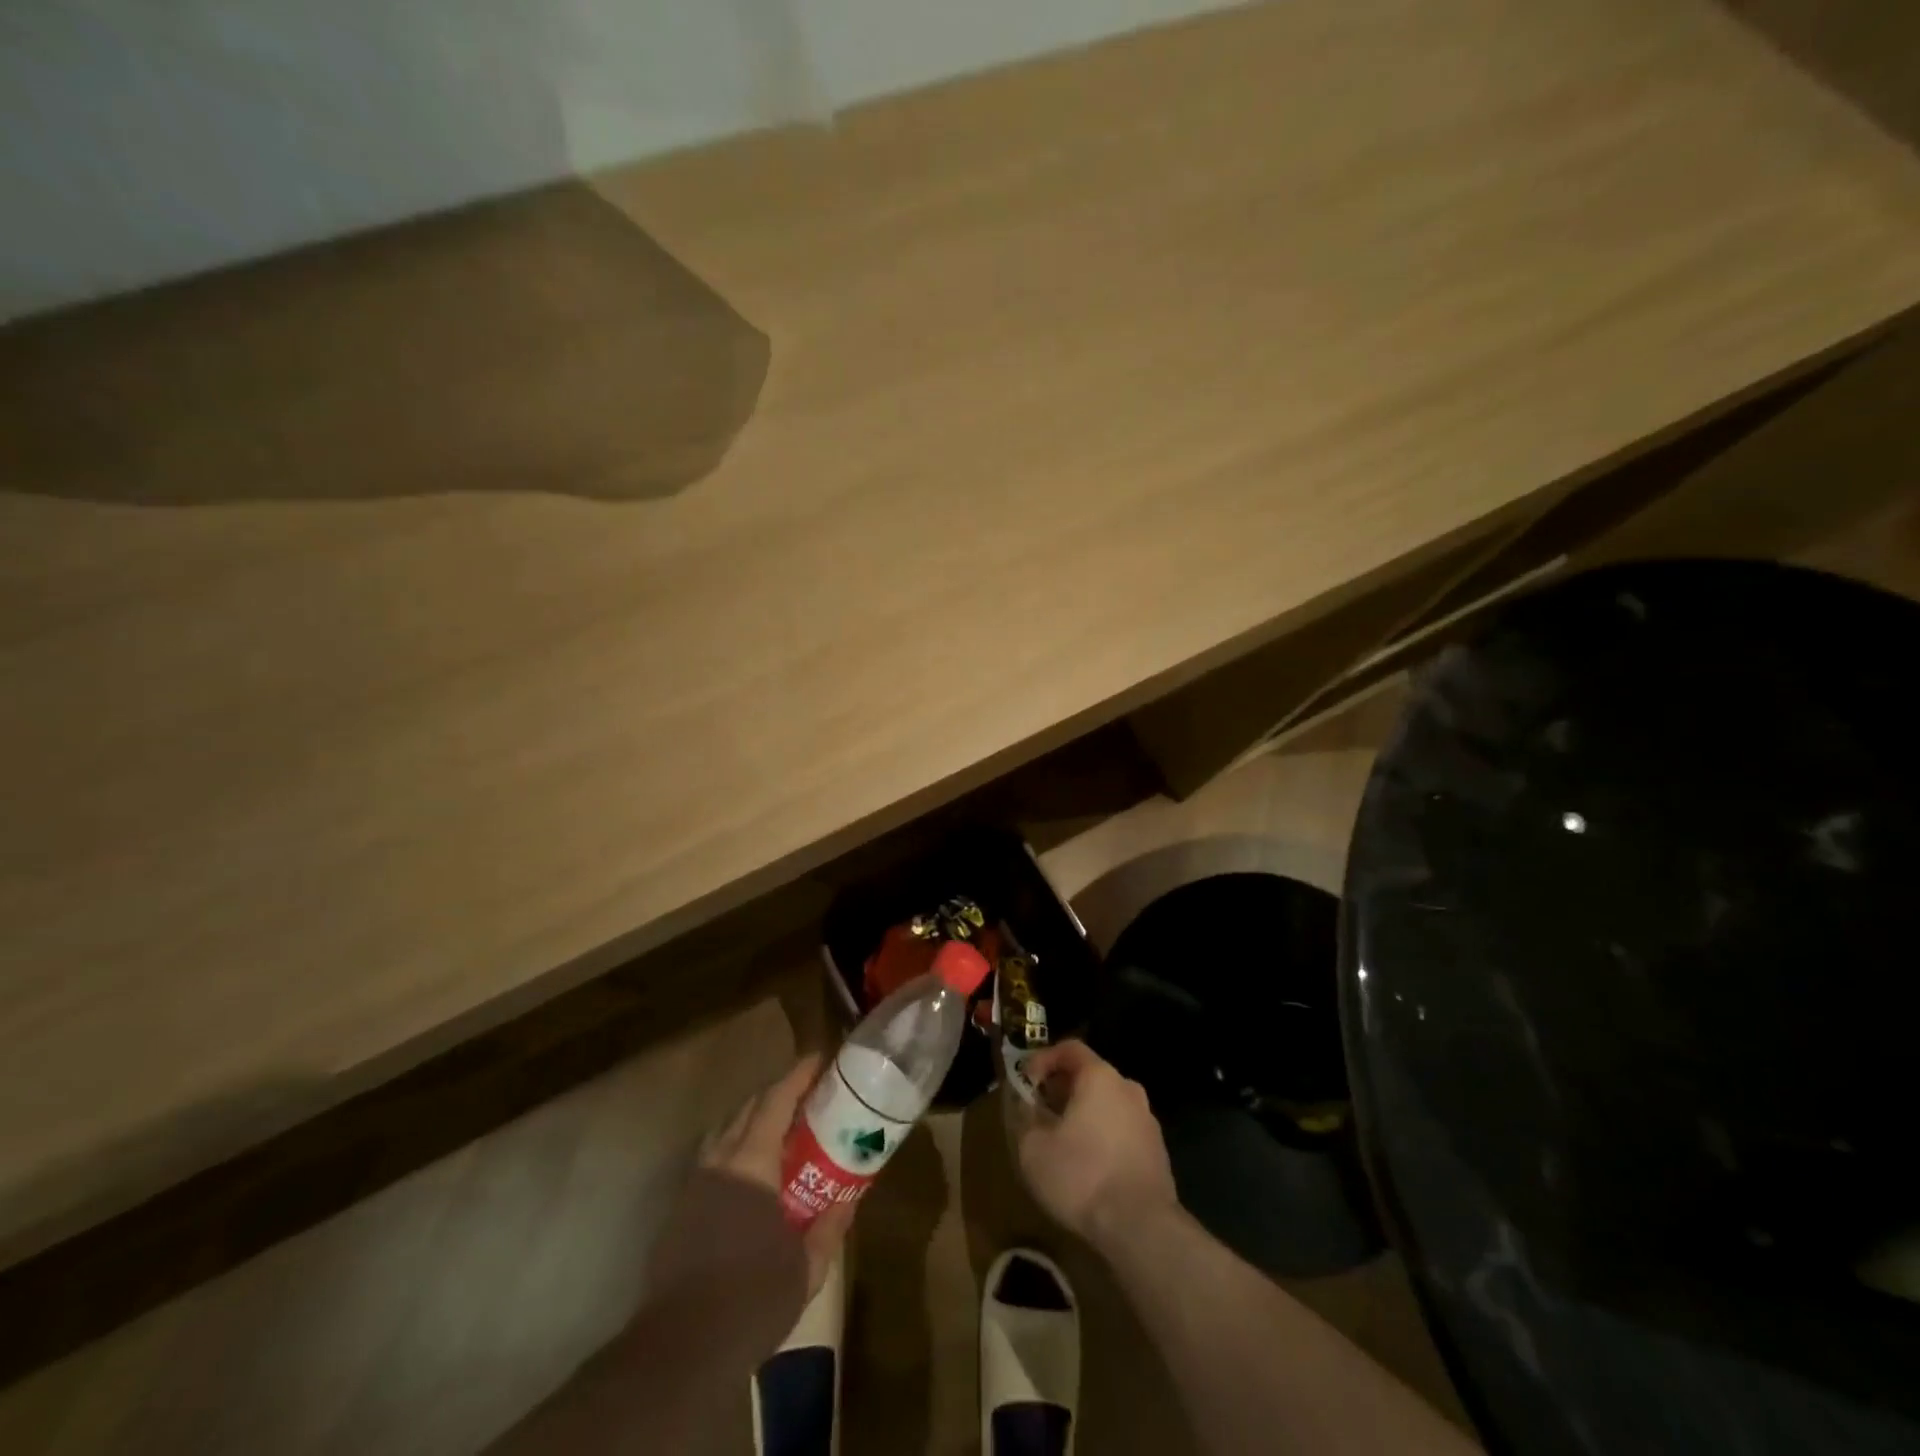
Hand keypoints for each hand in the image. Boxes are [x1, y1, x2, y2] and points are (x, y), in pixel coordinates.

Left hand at [701, 1054, 854, 1296]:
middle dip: (775, 1095)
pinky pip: (710, 1161)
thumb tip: (851, 1197)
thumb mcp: (806, 1265)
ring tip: (776, 1133)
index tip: (818, 1059)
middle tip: (805, 1098)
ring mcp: (693, 1186)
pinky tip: (748, 1179)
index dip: (797, 1076)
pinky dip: (732, 1151)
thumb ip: (831, 1225)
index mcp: (751, 1163)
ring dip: (750, 1121)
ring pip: (723, 1133)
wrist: (682, 1349)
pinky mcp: (678, 1212)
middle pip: (747, 1109)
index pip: (775, 1100)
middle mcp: (719, 1161)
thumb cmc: (753, 1297)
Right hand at [1017, 1040, 1177, 1247]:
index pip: (1069, 1048)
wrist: (1142, 1228)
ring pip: (1107, 1103)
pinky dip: (1102, 1136)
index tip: (1026, 1081)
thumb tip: (1026, 1105)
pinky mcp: (1157, 1151)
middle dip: (1062, 1088)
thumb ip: (1025, 1117)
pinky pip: (1122, 1129)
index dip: (1043, 1059)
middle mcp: (1128, 1088)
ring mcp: (1147, 1120)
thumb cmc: (1081, 1176)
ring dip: (1083, 1113)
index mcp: (1100, 1077)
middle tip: (1040, 1111)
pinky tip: (1089, 1166)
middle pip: (1090, 1075)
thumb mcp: (1033, 1147)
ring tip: (1062, 1140)